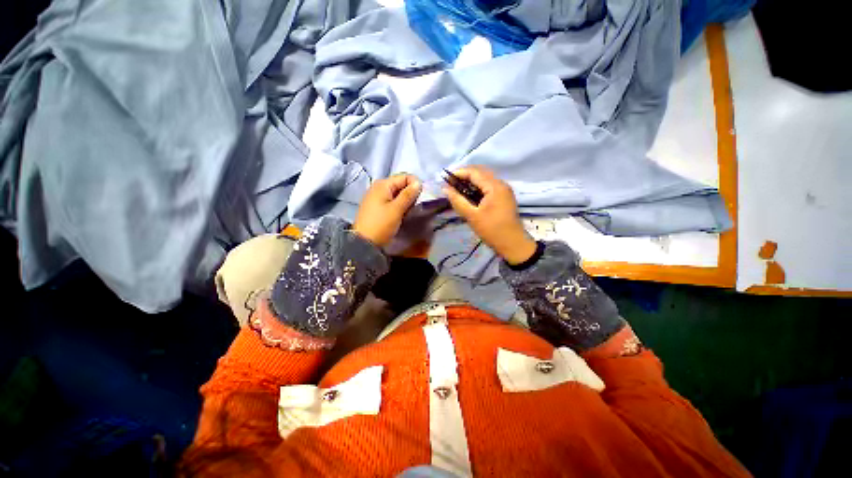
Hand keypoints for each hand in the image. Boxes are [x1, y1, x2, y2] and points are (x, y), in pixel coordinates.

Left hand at [353, 174, 421, 246]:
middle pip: (400, 183)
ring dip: (406, 199)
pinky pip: (392, 200)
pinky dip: (399, 204)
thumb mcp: (397, 209)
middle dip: (411, 192)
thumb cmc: (381, 224)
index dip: (415, 184)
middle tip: (416, 205)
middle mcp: (379, 187)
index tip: (421, 197)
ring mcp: (376, 196)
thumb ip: (408, 195)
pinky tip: (401, 213)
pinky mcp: (377, 206)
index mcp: (383, 184)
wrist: (364, 242)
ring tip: (409, 210)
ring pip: (397, 193)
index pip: (405, 176)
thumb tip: (418, 182)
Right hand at [444, 166, 536, 264]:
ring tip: (457, 189)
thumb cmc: (492, 230)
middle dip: (464, 176)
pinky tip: (469, 195)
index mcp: (495, 186)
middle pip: (480, 173)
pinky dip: (478, 188)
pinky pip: (489, 187)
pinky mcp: (504, 197)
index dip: (459, 173)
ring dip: (471, 182)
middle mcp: (501, 184)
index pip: (474, 172)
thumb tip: (445, 188)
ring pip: (485, 179)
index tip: (446, 179)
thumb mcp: (472, 216)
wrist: (513, 244)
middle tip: (450, 184)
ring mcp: (504, 190)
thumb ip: (457, 200)